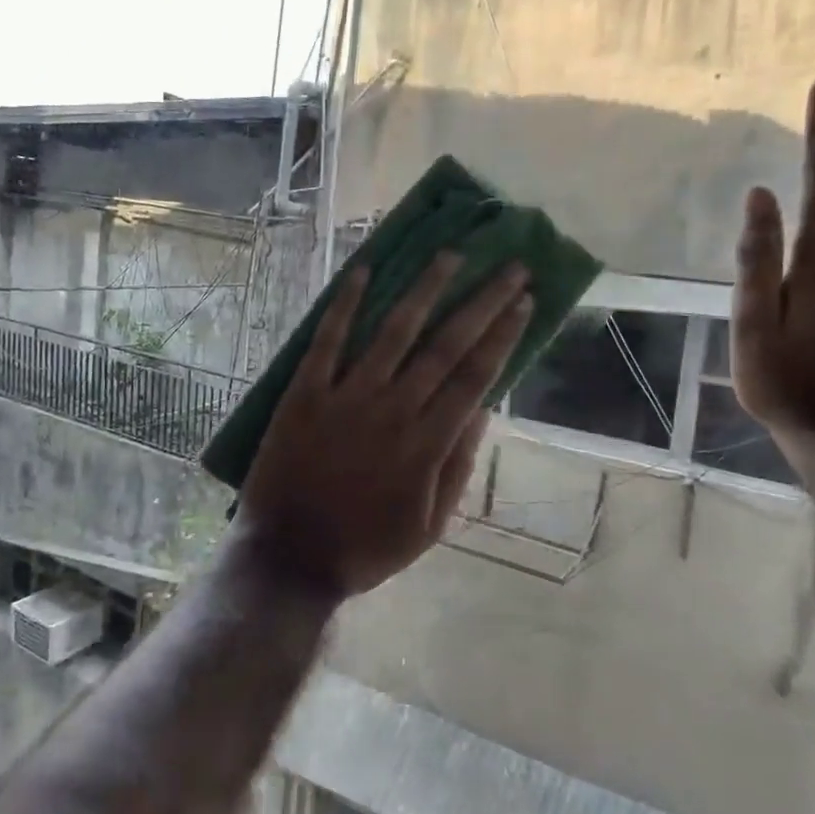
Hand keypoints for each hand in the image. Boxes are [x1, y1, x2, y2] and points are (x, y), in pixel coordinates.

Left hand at [237, 254, 532, 599]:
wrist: (290, 558)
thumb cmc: (365, 548)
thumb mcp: (429, 525)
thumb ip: (457, 465)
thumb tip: (484, 408)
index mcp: (427, 443)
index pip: (476, 376)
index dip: (504, 334)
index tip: (524, 300)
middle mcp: (393, 410)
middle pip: (446, 345)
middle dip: (481, 301)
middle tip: (508, 266)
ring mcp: (346, 397)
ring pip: (393, 332)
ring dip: (425, 289)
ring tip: (449, 255)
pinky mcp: (304, 393)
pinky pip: (327, 341)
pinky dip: (345, 304)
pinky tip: (363, 270)